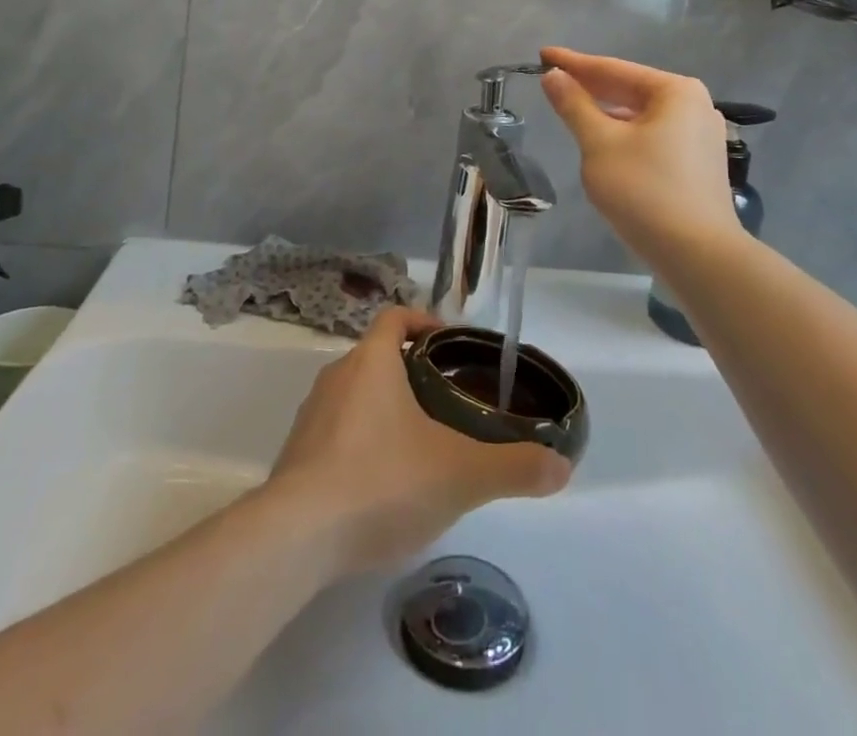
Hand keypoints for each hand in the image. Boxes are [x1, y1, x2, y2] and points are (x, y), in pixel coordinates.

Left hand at [268, 307, 570, 576]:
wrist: (295, 539)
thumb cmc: (382, 481)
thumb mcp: (460, 474)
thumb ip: (513, 467)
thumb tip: (562, 466)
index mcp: (372, 362)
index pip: (395, 317)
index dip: (422, 321)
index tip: (447, 342)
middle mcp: (336, 377)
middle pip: (376, 357)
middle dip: (410, 372)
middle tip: (445, 400)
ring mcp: (309, 417)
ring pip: (354, 396)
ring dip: (384, 409)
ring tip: (418, 444)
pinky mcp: (294, 458)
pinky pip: (334, 434)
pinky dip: (359, 444)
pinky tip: (380, 485)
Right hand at [539, 46, 738, 265]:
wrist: (697, 255)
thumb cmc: (645, 191)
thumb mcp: (599, 144)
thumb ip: (574, 106)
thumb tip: (554, 76)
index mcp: (675, 91)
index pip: (613, 69)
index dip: (574, 63)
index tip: (543, 55)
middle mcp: (695, 105)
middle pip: (631, 89)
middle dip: (591, 86)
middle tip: (553, 78)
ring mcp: (702, 135)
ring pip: (642, 115)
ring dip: (608, 111)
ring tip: (574, 107)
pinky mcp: (700, 163)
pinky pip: (655, 136)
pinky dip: (627, 133)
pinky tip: (606, 140)